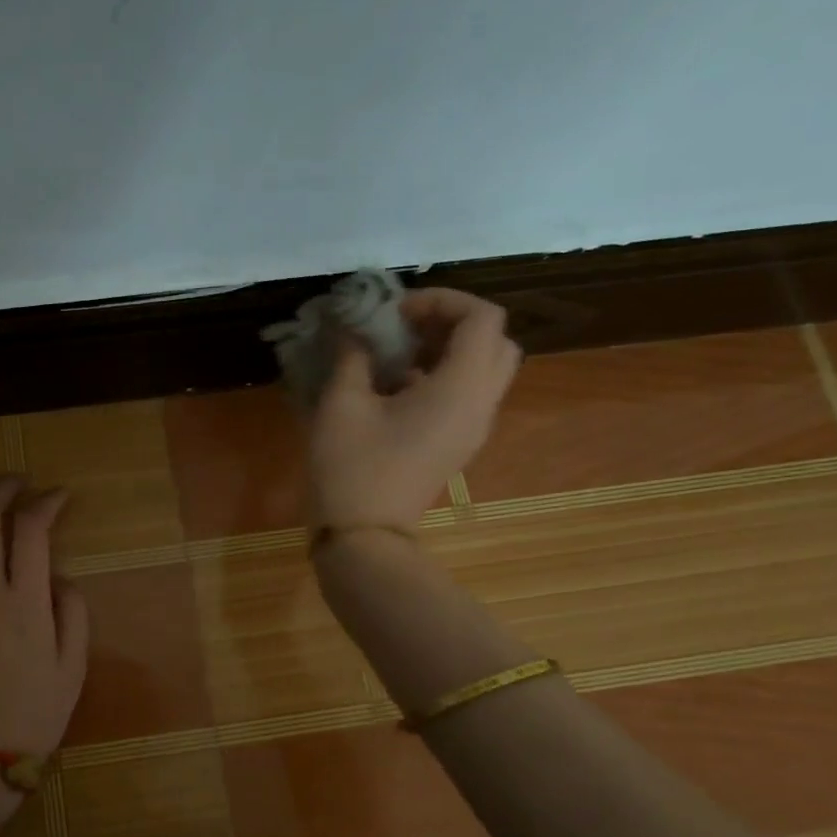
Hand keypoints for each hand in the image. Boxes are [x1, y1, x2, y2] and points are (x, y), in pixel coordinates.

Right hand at [307, 288, 520, 527]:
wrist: (364, 535)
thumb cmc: (351, 467)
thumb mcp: (341, 404)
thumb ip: (352, 355)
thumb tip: (353, 327)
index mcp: (460, 389)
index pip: (482, 318)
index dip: (442, 301)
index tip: (396, 313)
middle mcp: (481, 404)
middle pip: (495, 340)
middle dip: (453, 322)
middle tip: (406, 328)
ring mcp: (474, 427)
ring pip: (486, 367)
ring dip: (450, 348)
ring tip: (398, 354)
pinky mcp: (459, 442)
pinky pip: (469, 393)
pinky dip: (444, 374)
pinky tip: (395, 386)